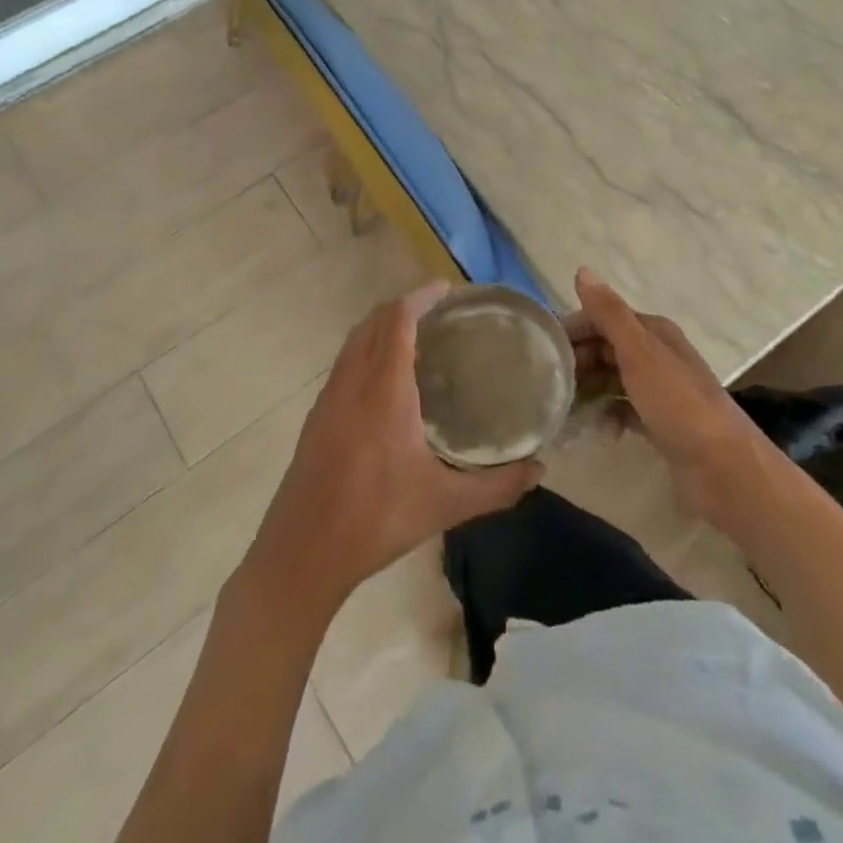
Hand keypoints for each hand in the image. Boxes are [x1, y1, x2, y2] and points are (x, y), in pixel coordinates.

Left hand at [244, 281, 543, 612]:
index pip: (398, 320)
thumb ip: (498, 486)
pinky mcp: (317, 415)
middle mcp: (353, 381)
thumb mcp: (446, 505)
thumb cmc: (377, 519)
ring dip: (382, 325)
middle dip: (405, 306)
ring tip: (417, 337)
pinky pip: (344, 362)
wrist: (303, 552)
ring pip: (354, 340)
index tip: (447, 290)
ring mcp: (329, 397)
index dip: (421, 297)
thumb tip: (539, 470)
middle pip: (374, 321)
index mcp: (384, 390)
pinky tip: (385, 380)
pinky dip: (366, 349)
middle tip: (440, 311)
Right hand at [567, 268, 773, 539]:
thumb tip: (581, 269)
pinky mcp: (659, 422)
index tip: (541, 352)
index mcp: (653, 332)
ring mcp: (659, 390)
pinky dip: (607, 416)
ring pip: (611, 380)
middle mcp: (656, 354)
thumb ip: (609, 313)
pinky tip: (597, 431)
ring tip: (564, 410)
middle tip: (549, 386)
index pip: (601, 318)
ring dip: (588, 391)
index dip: (572, 331)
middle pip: (604, 349)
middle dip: (576, 363)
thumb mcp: (639, 353)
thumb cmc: (678, 404)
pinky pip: (622, 410)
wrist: (725, 469)